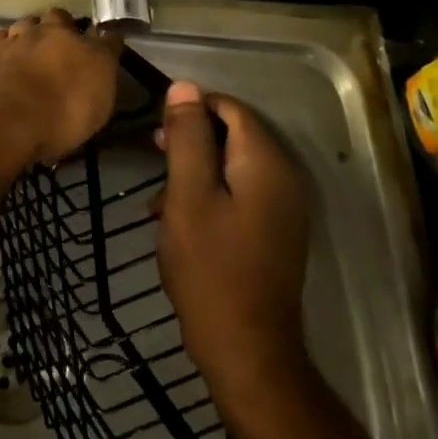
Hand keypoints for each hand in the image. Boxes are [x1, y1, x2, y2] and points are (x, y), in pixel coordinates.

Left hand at [0, 9, 120, 165]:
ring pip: (6, 36)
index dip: (77, 31)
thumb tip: (108, 36)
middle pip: (36, 24)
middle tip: (49, 54)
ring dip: (12, 45)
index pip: (72, 21)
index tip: (82, 43)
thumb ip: (103, 58)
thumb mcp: (100, 89)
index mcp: (60, 34)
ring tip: (17, 63)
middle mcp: (26, 33)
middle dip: (43, 33)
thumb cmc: (60, 109)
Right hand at [155, 82, 313, 401]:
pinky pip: (240, 192)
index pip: (230, 108)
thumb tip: (185, 87)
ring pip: (232, 165)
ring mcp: (283, 207)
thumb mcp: (188, 195)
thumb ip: (188, 137)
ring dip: (195, 170)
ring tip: (158, 196)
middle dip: (190, 140)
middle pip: (233, 134)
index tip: (157, 130)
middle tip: (153, 155)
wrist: (247, 351)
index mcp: (266, 162)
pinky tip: (178, 218)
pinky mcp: (274, 231)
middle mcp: (284, 176)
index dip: (191, 108)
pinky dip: (209, 194)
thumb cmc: (211, 268)